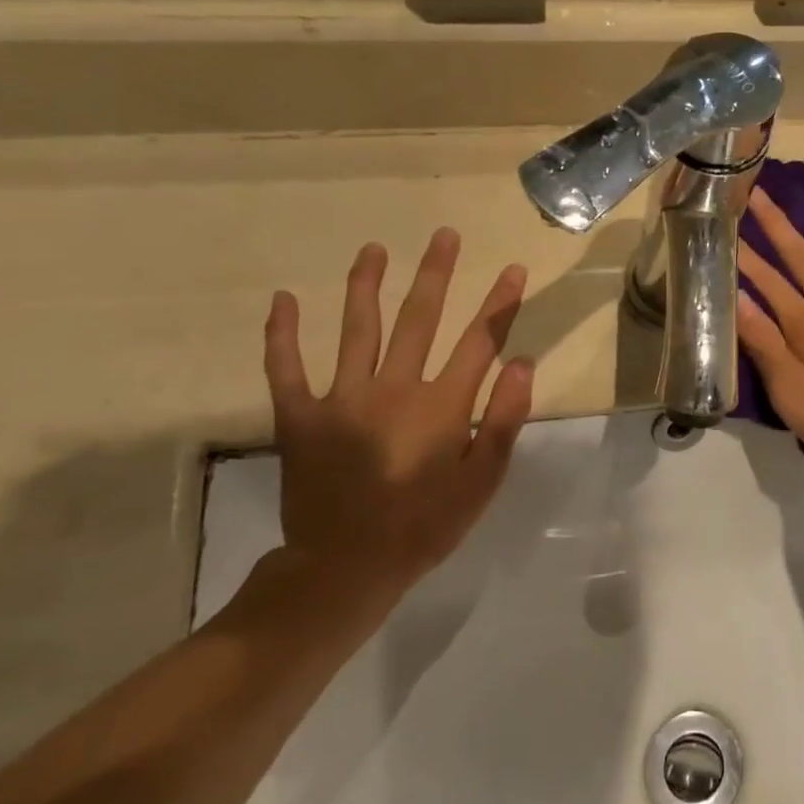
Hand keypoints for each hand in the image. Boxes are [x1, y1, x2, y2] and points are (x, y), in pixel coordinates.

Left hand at [262, 230, 533, 592]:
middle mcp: (395, 388)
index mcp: (442, 405)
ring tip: (373, 249)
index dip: (498, 303)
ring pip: (357, 328)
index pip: (479, 341)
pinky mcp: (300, 416)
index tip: (511, 269)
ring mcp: (343, 398)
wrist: (345, 568)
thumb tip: (521, 363)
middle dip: (436, 274)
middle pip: (420, 318)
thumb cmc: (424, 526)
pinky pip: (286, 367)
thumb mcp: (482, 482)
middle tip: (443, 235)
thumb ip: (504, 420)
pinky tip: (282, 300)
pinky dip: (281, 334)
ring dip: (366, 284)